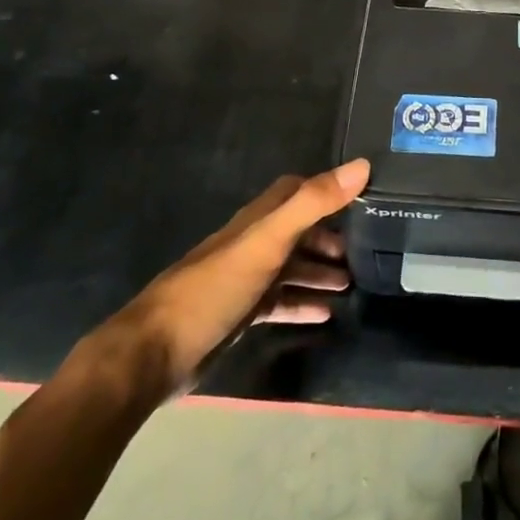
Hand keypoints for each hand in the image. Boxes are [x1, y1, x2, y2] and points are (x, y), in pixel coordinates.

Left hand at [92, 159, 369, 402]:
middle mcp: (252, 244)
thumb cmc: (214, 288)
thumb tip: (362, 166)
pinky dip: (303, 303)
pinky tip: (327, 314)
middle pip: (297, 231)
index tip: (362, 198)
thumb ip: (312, 203)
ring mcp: (244, 281)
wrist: (154, 354)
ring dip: (320, 272)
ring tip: (353, 284)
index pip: (295, 191)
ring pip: (291, 268)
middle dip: (329, 238)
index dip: (327, 190)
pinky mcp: (240, 315)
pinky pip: (280, 302)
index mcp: (257, 221)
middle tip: (364, 252)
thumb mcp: (267, 241)